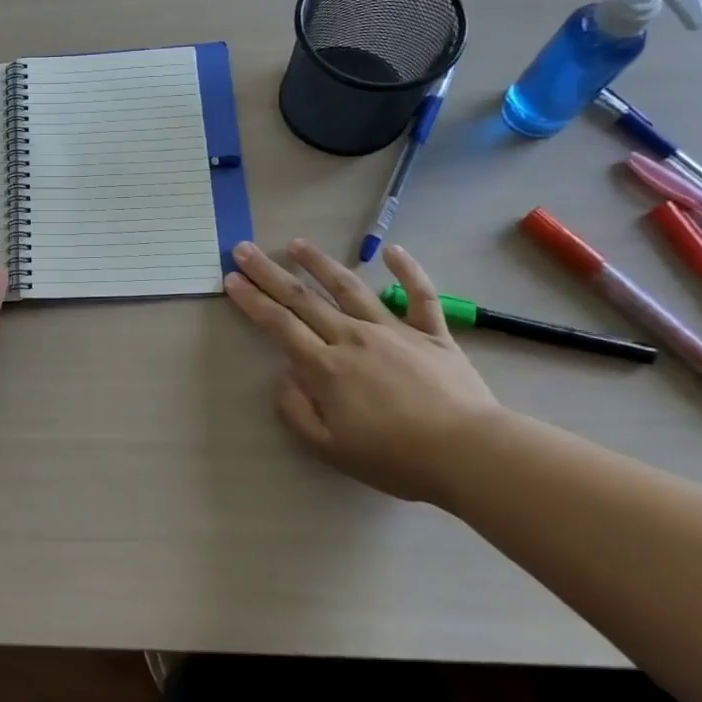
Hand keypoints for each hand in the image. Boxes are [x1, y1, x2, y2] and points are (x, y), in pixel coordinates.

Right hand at [224, 238, 506, 503]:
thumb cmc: (395, 458)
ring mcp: (393, 330)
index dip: (252, 300)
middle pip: (302, 298)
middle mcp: (352, 337)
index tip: (231, 279)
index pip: (278, 325)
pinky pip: (419, 295)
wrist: (470, 454)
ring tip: (295, 243)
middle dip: (268, 272)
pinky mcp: (431, 333)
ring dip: (318, 263)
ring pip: (348, 287)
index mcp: (325, 366)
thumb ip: (297, 411)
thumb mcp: (330, 449)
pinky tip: (393, 250)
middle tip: (244, 248)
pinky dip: (408, 270)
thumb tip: (282, 377)